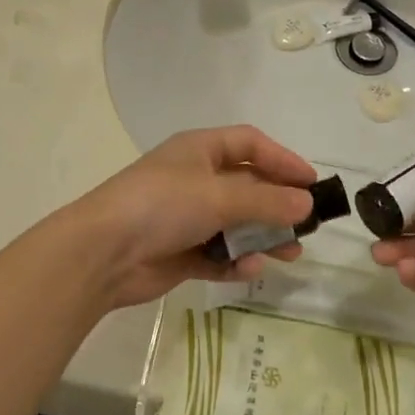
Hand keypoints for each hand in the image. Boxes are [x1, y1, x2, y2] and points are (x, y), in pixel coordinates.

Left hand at [58, 126, 316, 309]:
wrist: (103, 253)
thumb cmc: (162, 205)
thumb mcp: (219, 196)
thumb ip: (266, 200)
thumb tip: (306, 203)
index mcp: (200, 150)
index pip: (250, 144)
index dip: (282, 159)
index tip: (311, 182)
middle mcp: (196, 179)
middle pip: (248, 186)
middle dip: (278, 205)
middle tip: (307, 224)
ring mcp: (187, 217)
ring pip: (237, 224)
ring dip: (263, 237)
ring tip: (291, 254)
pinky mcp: (181, 252)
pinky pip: (219, 254)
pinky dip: (235, 261)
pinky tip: (249, 269)